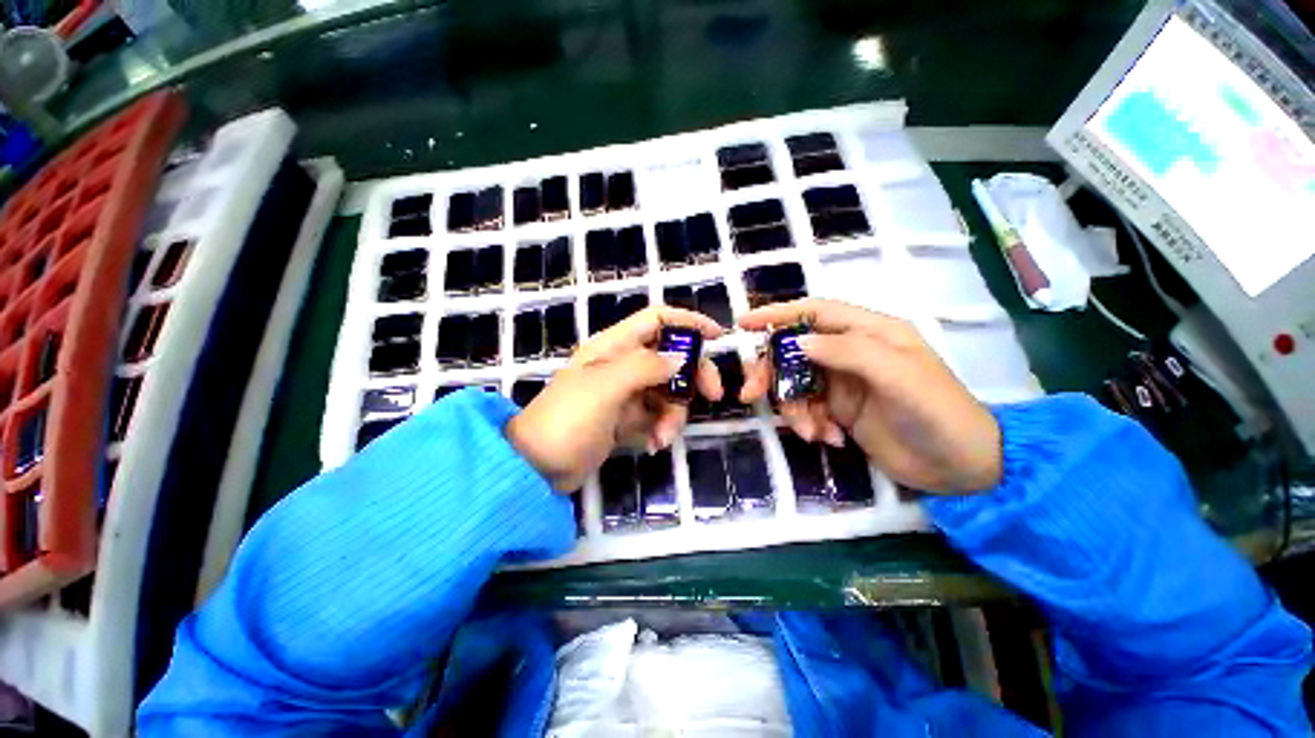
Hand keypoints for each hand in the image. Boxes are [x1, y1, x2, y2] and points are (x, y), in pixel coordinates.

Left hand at [507, 307, 724, 490]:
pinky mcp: (625, 419)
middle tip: (713, 395)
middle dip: (693, 375)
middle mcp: (622, 365)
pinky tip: (654, 444)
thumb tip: (681, 358)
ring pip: (668, 391)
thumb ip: (645, 367)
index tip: (717, 337)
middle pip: (671, 357)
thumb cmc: (568, 420)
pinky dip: (661, 428)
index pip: (657, 320)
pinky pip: (656, 416)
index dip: (688, 322)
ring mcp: (625, 393)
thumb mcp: (606, 387)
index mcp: (613, 346)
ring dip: (674, 413)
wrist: (536, 468)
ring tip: (663, 436)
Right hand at [739, 298, 1001, 493]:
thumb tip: (797, 342)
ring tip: (813, 432)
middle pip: (794, 350)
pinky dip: (808, 424)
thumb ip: (849, 353)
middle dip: (771, 371)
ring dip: (793, 407)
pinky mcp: (838, 409)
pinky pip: (806, 408)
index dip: (777, 314)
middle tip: (751, 393)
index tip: (744, 324)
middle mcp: (850, 352)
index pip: (814, 312)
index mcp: (869, 332)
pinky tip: (829, 440)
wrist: (961, 468)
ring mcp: (842, 382)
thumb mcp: (899, 377)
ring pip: (794, 383)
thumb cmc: (938, 413)